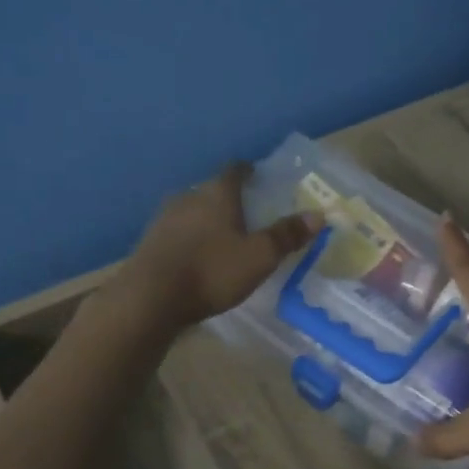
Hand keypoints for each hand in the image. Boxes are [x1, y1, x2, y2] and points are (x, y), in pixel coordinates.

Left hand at [118, 164, 319, 332]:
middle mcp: (188, 197)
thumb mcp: (259, 257)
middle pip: (212, 190)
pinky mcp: (149, 242)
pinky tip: (198, 257)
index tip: (260, 178)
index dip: (249, 172)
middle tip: (248, 214)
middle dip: (229, 199)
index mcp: (217, 193)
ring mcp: (164, 219)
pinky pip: (177, 233)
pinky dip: (191, 239)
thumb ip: (287, 235)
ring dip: (208, 220)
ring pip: (192, 211)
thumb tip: (318, 215)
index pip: (235, 170)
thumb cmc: (212, 271)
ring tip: (224, 238)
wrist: (149, 298)